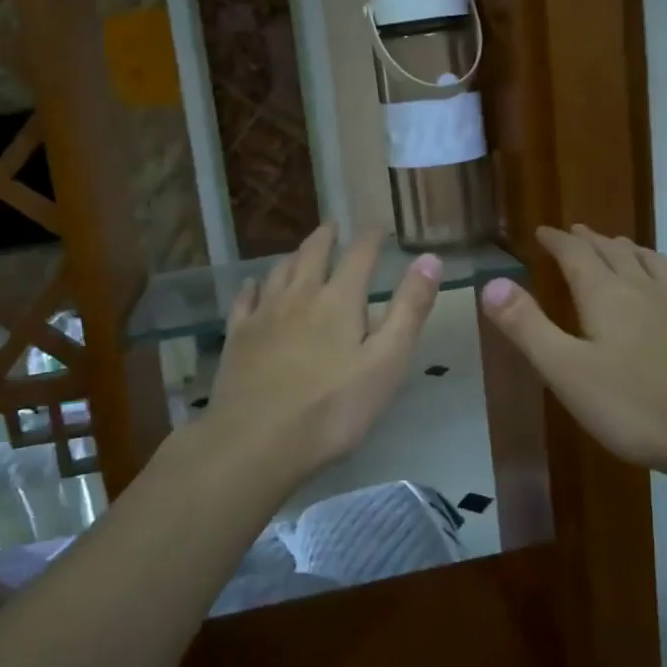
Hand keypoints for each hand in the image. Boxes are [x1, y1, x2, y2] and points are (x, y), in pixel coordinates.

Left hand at [200, 224, 442, 485]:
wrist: (256, 441)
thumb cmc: (333, 408)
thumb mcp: (387, 362)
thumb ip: (409, 310)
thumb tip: (429, 258)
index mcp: (339, 300)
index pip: (359, 256)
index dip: (371, 238)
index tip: (378, 227)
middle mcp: (299, 296)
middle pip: (312, 254)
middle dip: (325, 237)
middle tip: (332, 226)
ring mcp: (263, 314)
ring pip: (278, 272)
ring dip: (293, 256)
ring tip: (299, 251)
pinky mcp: (237, 337)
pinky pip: (245, 300)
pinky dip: (253, 287)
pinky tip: (253, 286)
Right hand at [480, 224, 666, 480]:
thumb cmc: (636, 405)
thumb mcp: (566, 371)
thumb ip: (527, 326)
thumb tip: (490, 282)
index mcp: (605, 296)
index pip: (576, 254)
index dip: (557, 240)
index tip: (543, 231)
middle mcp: (643, 289)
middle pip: (613, 251)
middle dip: (590, 240)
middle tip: (575, 232)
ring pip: (650, 261)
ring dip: (628, 249)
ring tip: (619, 246)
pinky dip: (660, 272)